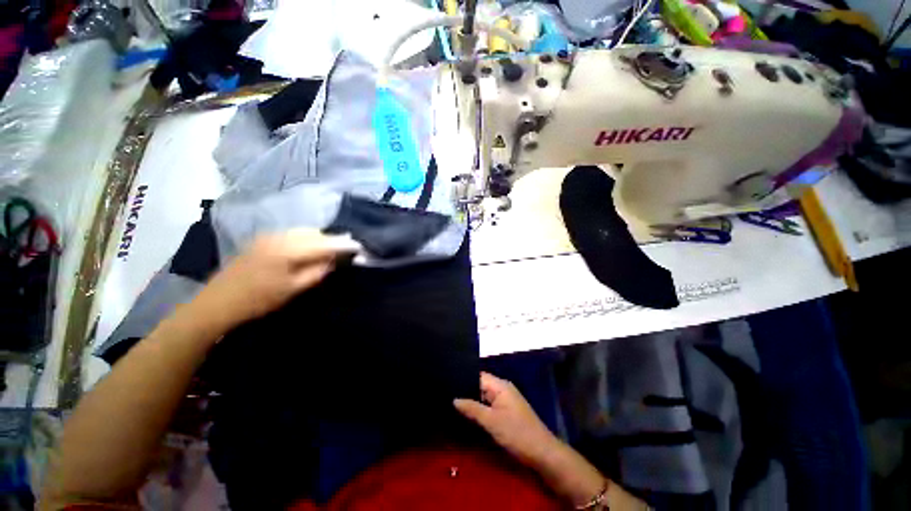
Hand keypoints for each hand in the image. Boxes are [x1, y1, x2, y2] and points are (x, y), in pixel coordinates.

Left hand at [194, 229, 360, 329]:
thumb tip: (335, 260)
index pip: (325, 243)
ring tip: (329, 250)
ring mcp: (269, 236)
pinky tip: (308, 249)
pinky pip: (292, 234)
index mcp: (289, 250)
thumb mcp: (293, 289)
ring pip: (304, 232)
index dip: (343, 245)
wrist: (218, 302)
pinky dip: (306, 239)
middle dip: (332, 240)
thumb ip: (318, 272)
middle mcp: (280, 236)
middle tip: (345, 250)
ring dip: (320, 239)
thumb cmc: (259, 300)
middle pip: (315, 233)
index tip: (358, 247)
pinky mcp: (263, 239)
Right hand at [454, 372, 559, 466]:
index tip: (448, 383)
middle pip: (481, 385)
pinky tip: (468, 414)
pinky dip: (480, 408)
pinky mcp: (507, 411)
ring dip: (473, 401)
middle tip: (448, 395)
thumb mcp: (491, 421)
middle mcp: (503, 389)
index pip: (479, 375)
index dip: (464, 378)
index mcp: (500, 386)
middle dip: (466, 391)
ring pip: (485, 396)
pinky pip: (490, 405)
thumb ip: (472, 409)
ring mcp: (506, 400)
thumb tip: (454, 399)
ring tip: (452, 403)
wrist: (542, 452)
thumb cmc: (516, 433)